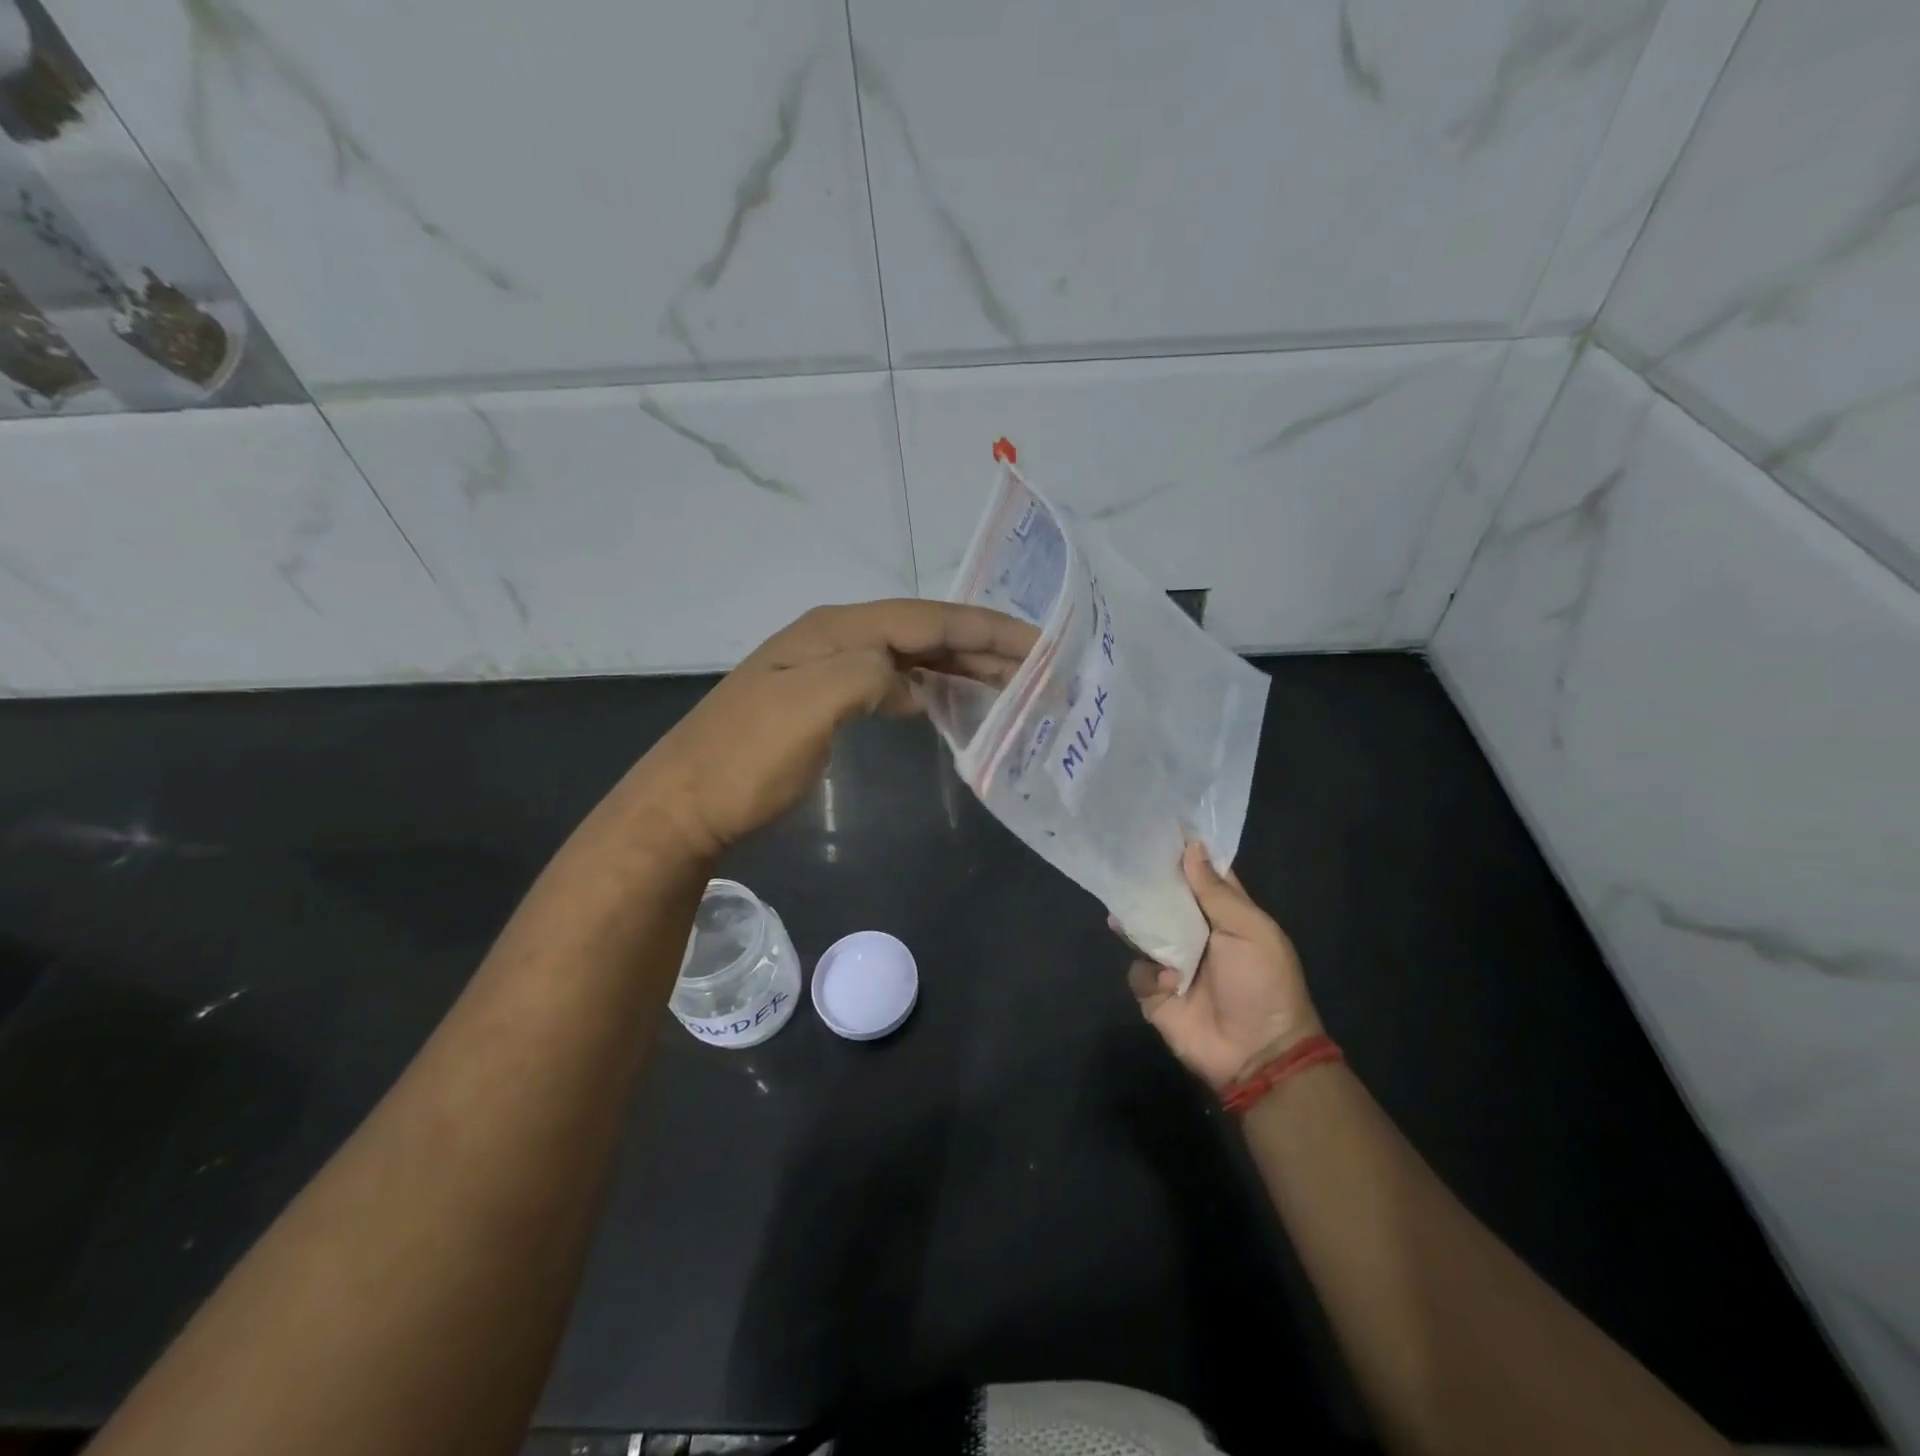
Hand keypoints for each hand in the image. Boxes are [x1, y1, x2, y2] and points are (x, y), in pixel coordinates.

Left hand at [627, 600, 1037, 855]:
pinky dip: (929, 690)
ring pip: (911, 658)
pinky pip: (893, 685)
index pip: (926, 619)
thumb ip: (868, 675)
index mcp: (835, 630)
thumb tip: (909, 681)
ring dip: (961, 667)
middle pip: (924, 633)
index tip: (1038, 644)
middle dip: (982, 646)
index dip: (985, 629)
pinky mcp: (826, 704)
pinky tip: (947, 703)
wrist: (686, 805)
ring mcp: (829, 672)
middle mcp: (837, 640)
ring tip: (1009, 683)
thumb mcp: (806, 706)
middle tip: (1038, 667)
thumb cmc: (745, 758)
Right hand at [1128, 843, 1321, 1091]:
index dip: (1184, 854)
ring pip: (1143, 932)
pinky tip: (1169, 982)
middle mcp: (1196, 934)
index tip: (1158, 828)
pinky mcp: (1155, 993)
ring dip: (1136, 924)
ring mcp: (1173, 963)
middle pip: (1165, 901)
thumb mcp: (1249, 931)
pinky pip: (1138, 972)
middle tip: (1123, 864)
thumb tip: (1191, 847)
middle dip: (1147, 886)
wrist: (1257, 1053)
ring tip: (1121, 913)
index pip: (1201, 877)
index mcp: (1225, 916)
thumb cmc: (1262, 984)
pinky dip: (1150, 975)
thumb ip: (1216, 892)